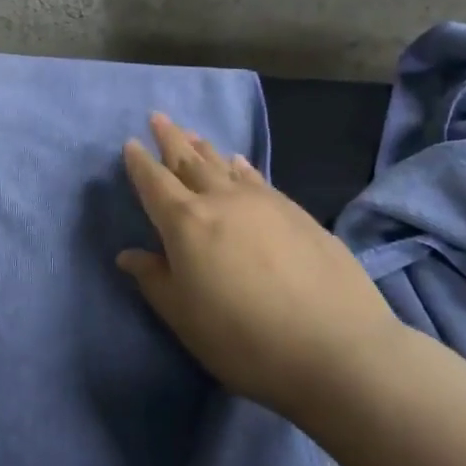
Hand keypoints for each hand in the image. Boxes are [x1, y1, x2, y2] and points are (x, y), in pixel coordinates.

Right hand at [117, 112, 397, 422]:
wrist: (337, 348)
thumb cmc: (245, 340)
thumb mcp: (185, 318)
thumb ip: (155, 280)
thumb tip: (128, 255)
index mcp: (186, 224)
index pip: (154, 183)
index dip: (140, 163)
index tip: (131, 143)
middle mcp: (221, 201)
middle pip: (189, 161)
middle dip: (171, 138)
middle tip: (158, 116)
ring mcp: (262, 202)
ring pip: (224, 164)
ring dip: (204, 147)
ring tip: (193, 133)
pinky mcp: (296, 212)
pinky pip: (257, 177)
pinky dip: (241, 166)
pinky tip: (239, 161)